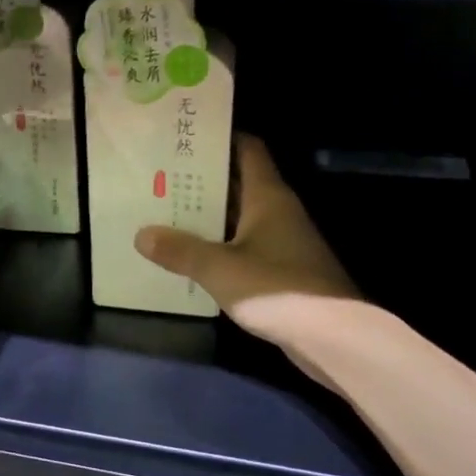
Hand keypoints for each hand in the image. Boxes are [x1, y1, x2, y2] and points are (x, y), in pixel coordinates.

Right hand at [134, 135, 357, 359]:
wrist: (333, 337)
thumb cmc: (277, 289)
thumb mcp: (219, 268)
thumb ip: (180, 250)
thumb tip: (142, 234)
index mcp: (267, 196)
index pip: (247, 149)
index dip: (219, 139)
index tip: (184, 138)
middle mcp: (277, 211)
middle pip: (238, 183)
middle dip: (201, 180)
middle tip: (159, 177)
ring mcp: (282, 241)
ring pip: (238, 217)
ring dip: (207, 216)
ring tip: (164, 212)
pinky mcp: (282, 270)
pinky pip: (244, 246)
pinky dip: (219, 246)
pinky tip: (190, 255)